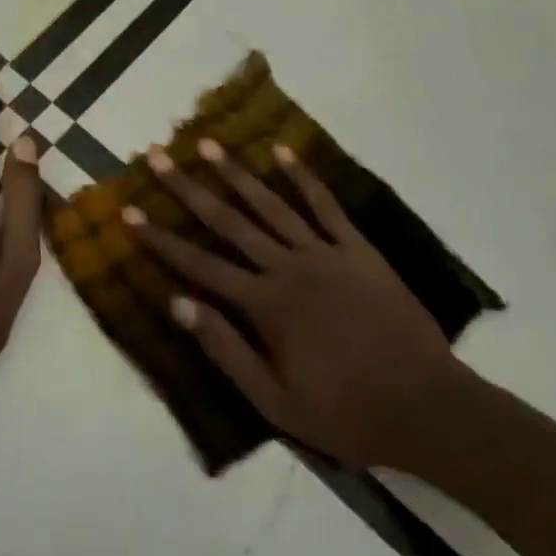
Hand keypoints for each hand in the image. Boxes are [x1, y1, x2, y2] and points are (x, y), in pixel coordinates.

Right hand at [127, 139, 472, 468]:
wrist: (426, 406)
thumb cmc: (345, 411)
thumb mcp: (275, 402)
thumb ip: (225, 350)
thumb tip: (177, 304)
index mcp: (265, 305)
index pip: (199, 265)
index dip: (161, 239)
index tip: (129, 212)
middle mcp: (288, 266)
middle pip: (228, 220)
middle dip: (187, 188)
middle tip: (157, 156)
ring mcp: (325, 251)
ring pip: (270, 203)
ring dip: (235, 172)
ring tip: (206, 144)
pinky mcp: (357, 248)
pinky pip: (325, 204)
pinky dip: (303, 176)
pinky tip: (281, 151)